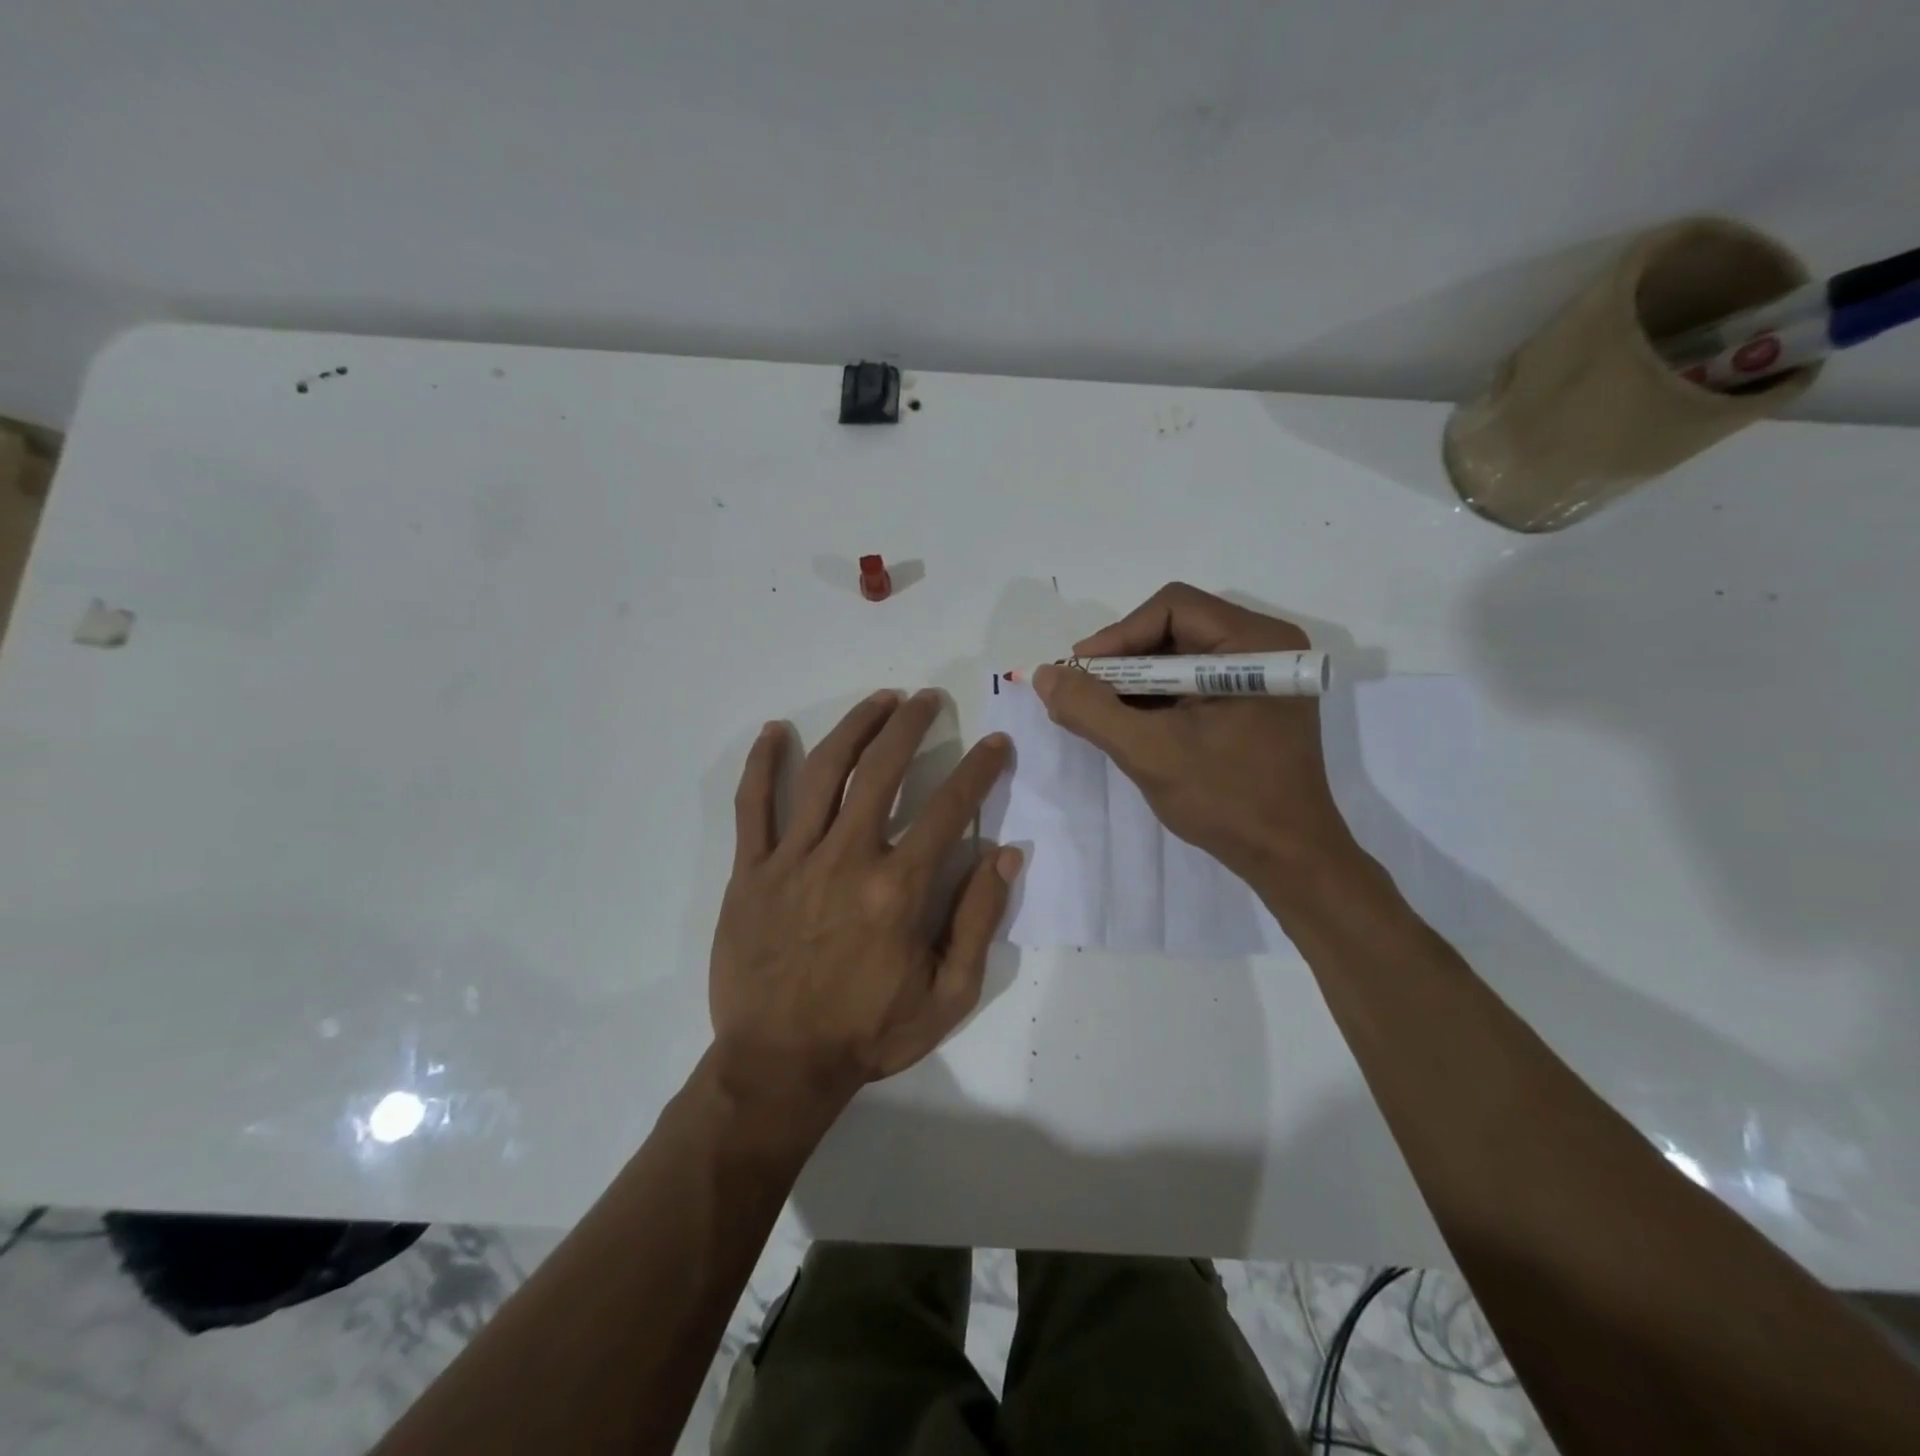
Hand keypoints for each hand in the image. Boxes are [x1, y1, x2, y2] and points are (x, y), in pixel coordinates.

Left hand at [710, 689, 1021, 1120]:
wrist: (780, 1066)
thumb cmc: (869, 1033)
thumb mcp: (948, 994)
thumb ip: (979, 919)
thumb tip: (1006, 853)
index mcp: (898, 889)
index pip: (948, 808)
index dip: (979, 769)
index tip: (995, 743)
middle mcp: (847, 858)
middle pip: (882, 771)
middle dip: (911, 725)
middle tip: (928, 698)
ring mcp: (792, 860)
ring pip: (823, 772)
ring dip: (854, 727)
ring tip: (879, 700)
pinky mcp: (750, 871)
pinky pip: (753, 806)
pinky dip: (762, 764)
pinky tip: (775, 731)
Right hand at [1033, 583, 1355, 881]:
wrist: (1288, 858)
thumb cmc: (1227, 800)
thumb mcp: (1149, 752)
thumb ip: (1091, 710)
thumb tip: (1044, 675)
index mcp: (1255, 643)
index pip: (1172, 609)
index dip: (1118, 636)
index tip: (1080, 673)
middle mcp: (1264, 646)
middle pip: (1175, 628)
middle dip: (1123, 661)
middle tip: (1084, 692)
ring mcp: (1261, 676)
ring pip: (1180, 656)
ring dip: (1136, 681)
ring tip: (1099, 712)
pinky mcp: (1253, 702)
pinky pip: (1193, 682)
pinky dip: (1157, 698)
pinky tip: (1129, 724)